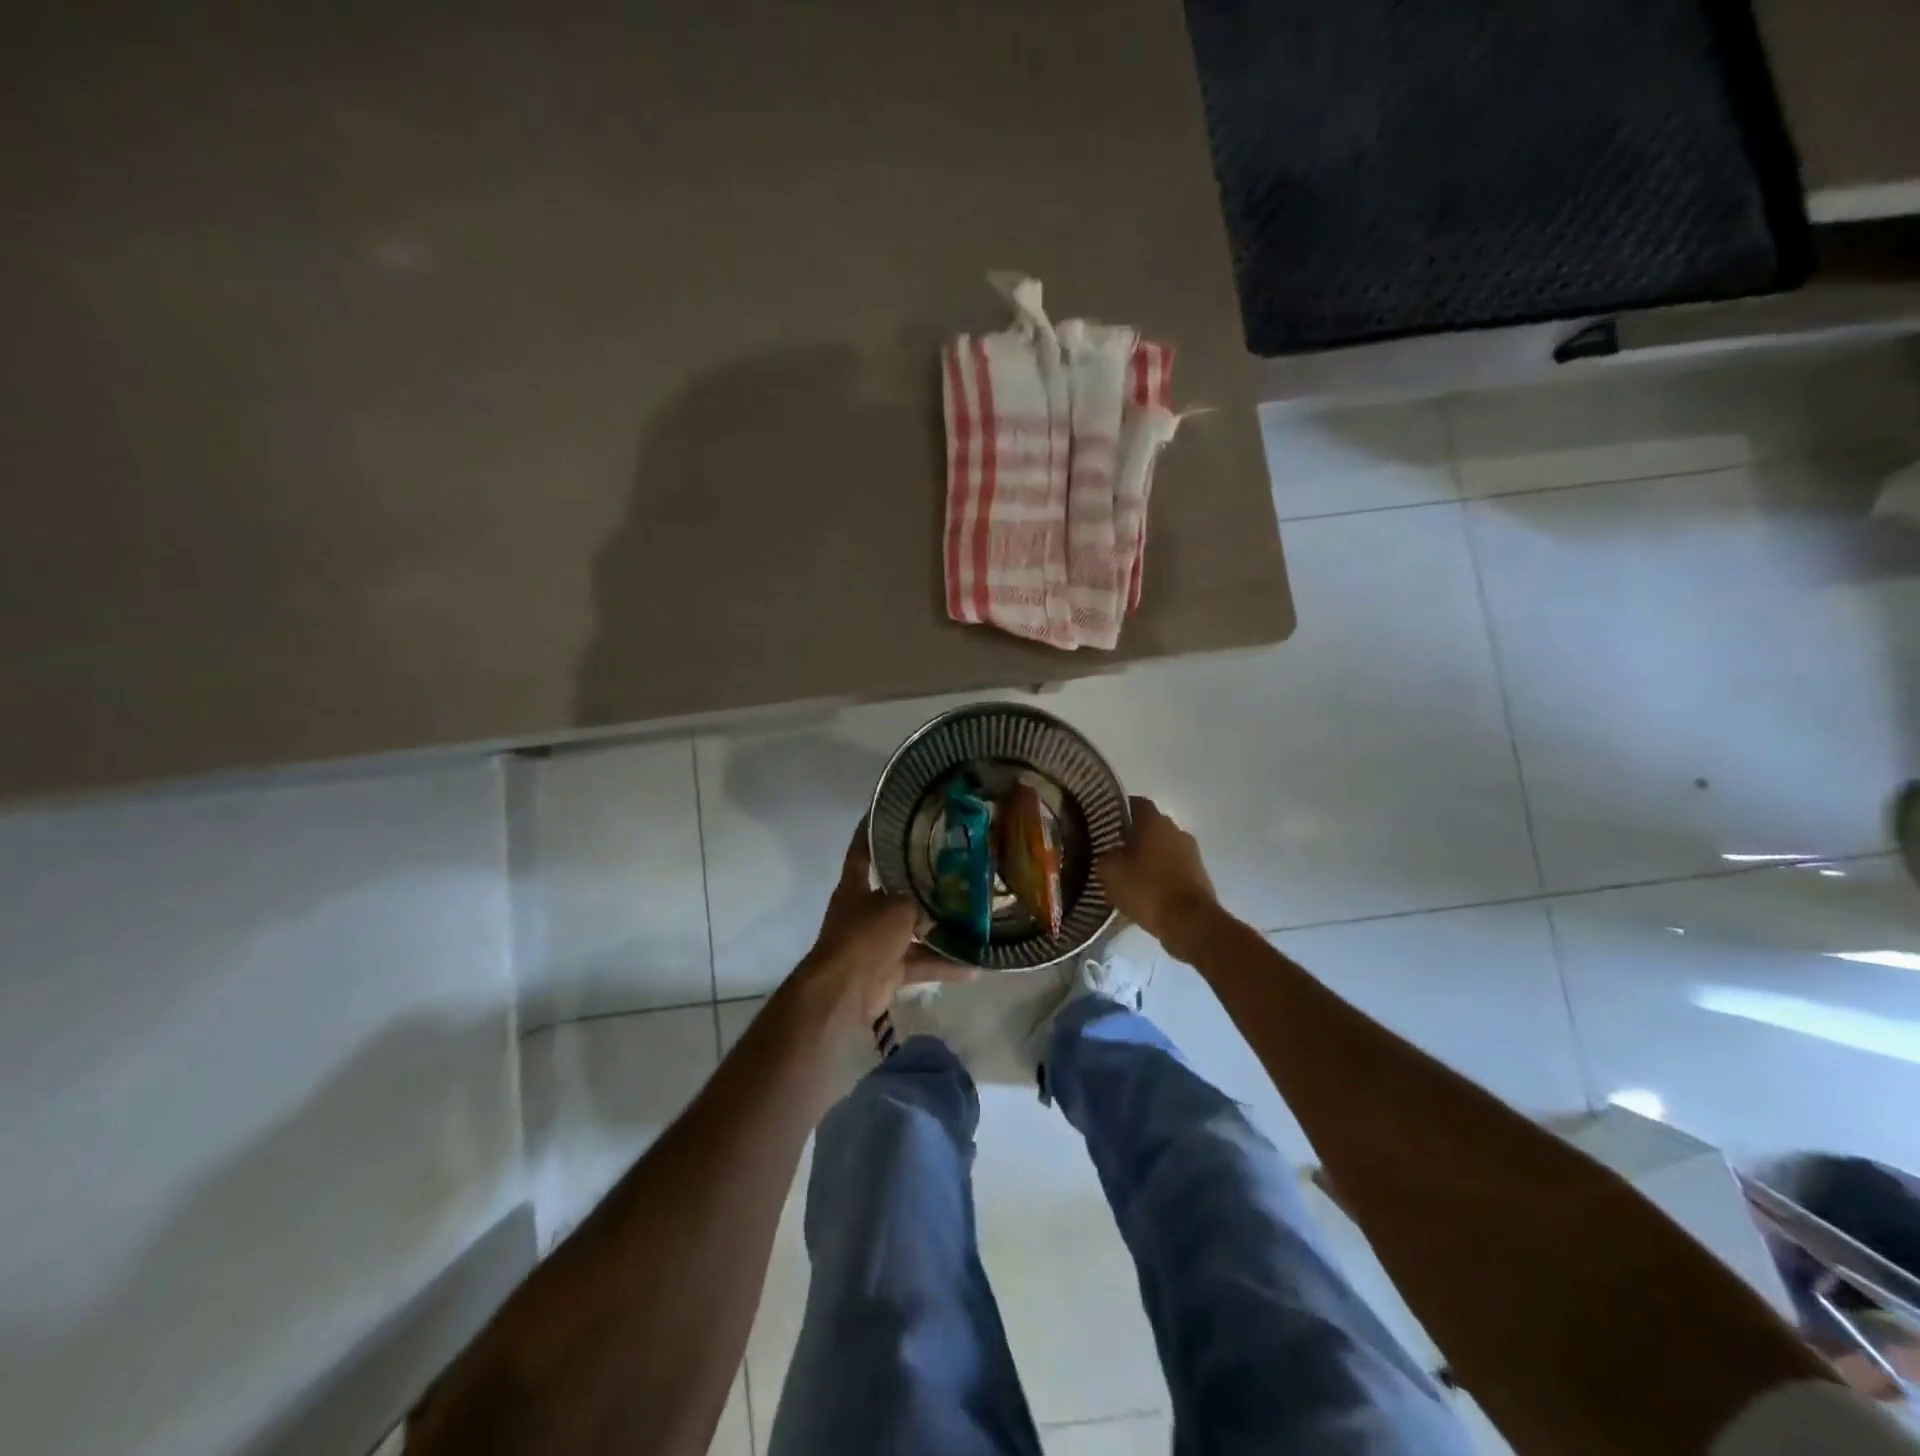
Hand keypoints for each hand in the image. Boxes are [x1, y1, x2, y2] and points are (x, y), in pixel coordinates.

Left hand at [793, 822, 967, 1030]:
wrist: (845, 990)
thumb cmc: (865, 936)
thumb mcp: (897, 906)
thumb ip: (918, 900)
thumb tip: (937, 904)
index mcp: (856, 887)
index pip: (863, 850)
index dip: (873, 831)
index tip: (890, 812)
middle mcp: (864, 911)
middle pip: (895, 891)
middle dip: (922, 885)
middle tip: (956, 869)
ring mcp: (877, 942)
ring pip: (913, 930)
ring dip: (939, 930)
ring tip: (974, 920)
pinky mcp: (889, 970)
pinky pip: (921, 962)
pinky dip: (944, 965)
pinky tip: (975, 967)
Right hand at [1097, 797, 1220, 949]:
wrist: (1190, 922)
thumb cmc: (1146, 889)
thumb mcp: (1110, 872)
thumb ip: (1104, 856)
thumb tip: (1107, 853)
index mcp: (1154, 822)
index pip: (1135, 803)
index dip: (1119, 809)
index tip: (1105, 820)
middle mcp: (1175, 830)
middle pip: (1151, 826)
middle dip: (1134, 835)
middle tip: (1114, 849)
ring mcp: (1191, 852)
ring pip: (1164, 847)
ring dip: (1149, 856)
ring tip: (1129, 873)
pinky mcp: (1199, 875)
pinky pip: (1174, 867)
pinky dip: (1161, 873)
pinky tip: (1147, 890)